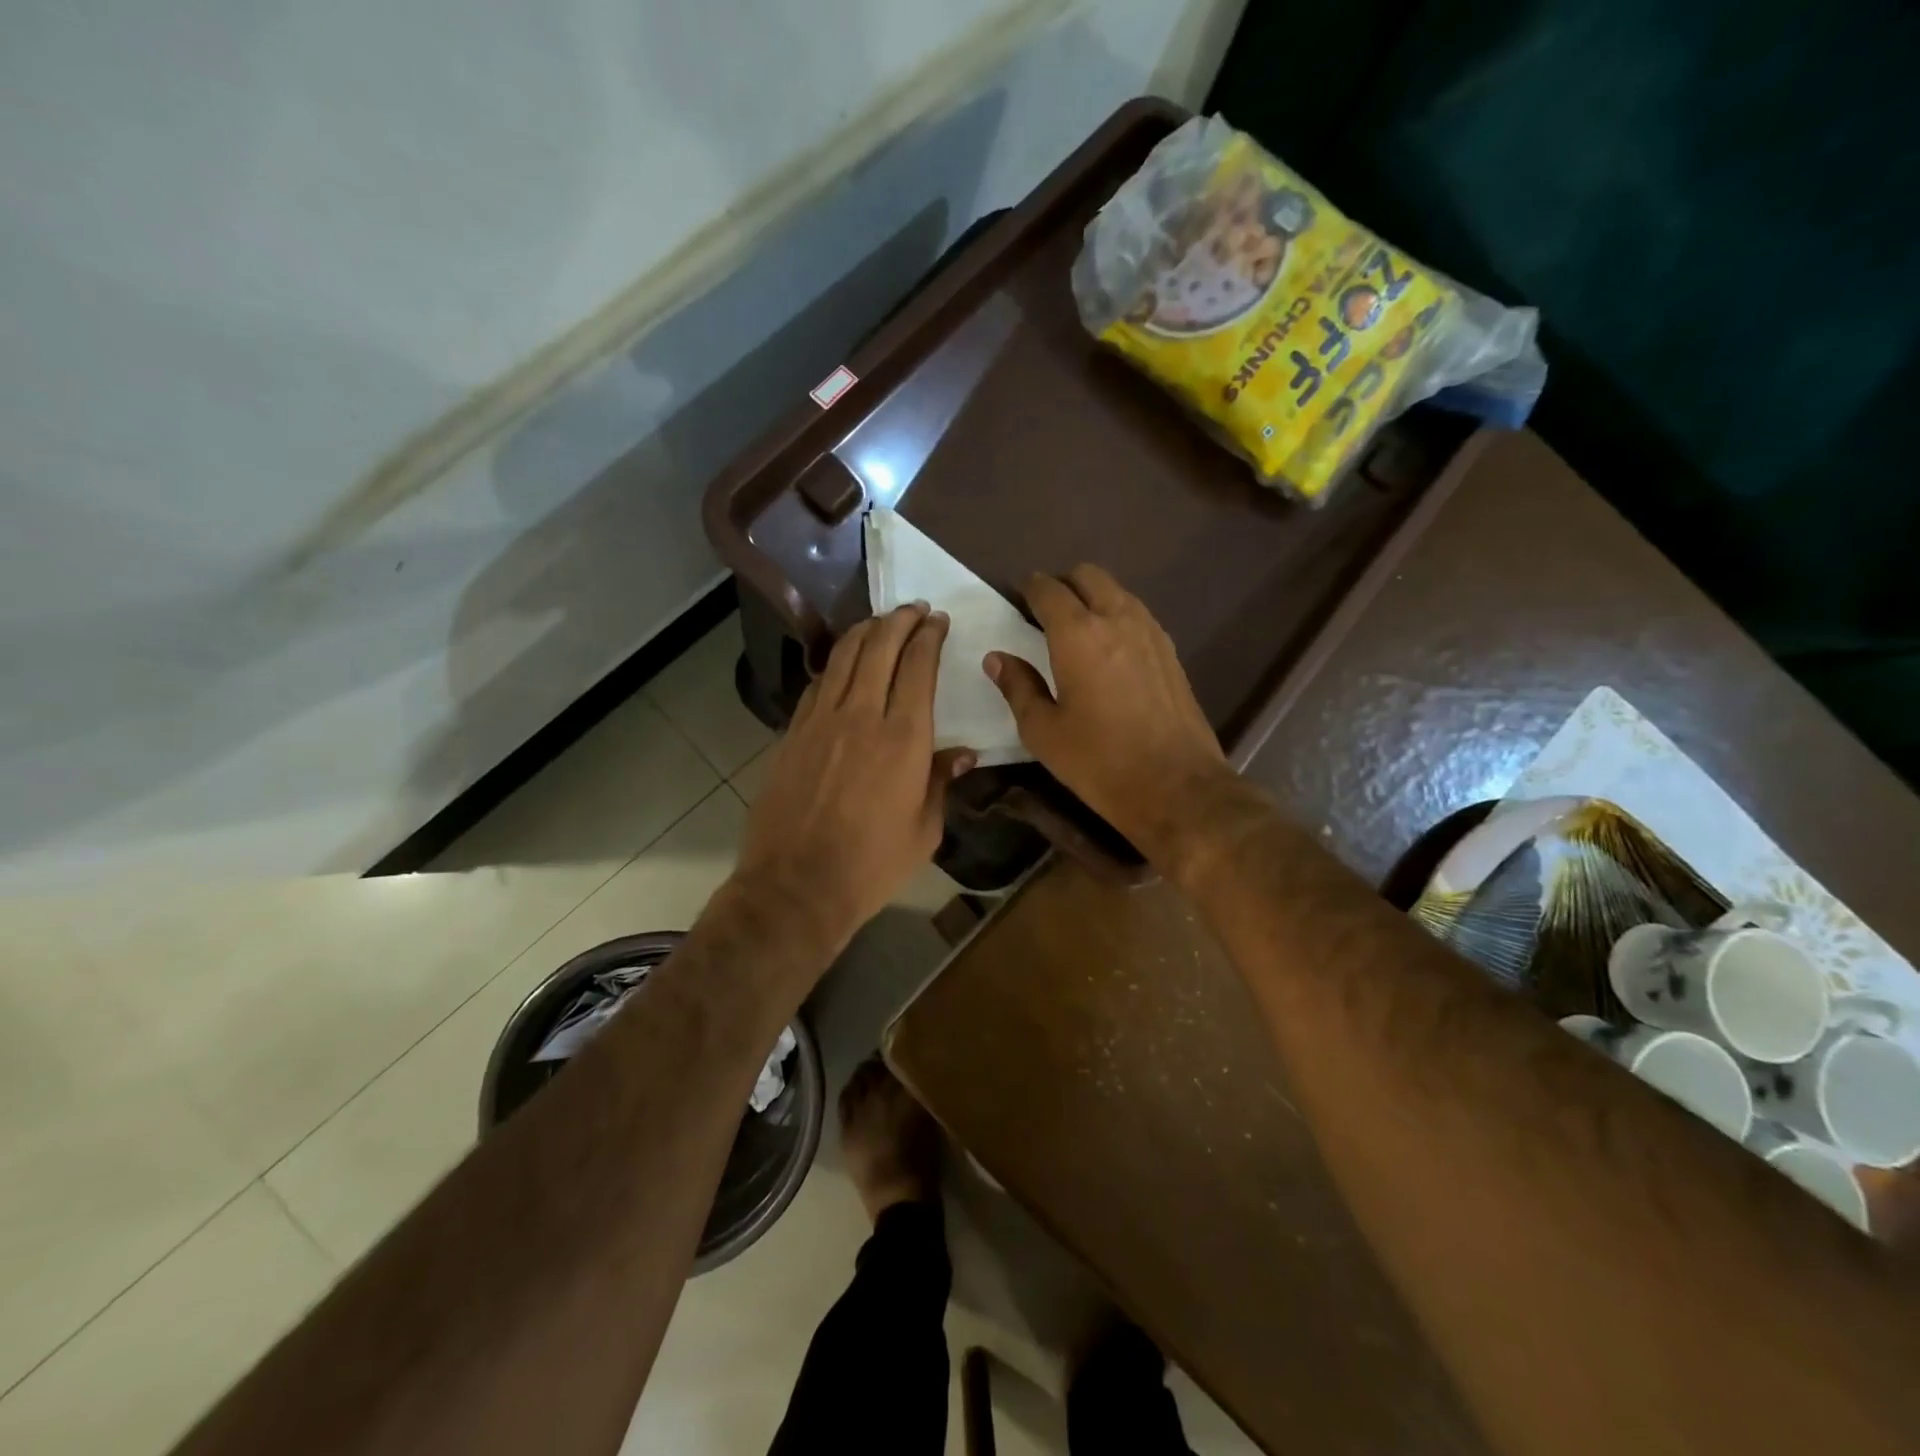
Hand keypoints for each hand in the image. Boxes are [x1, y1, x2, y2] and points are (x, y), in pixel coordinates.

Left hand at [735, 603, 972, 962]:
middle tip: (913, 609)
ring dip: (865, 631)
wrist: (797, 885)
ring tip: (880, 622)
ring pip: (843, 657)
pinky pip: (817, 685)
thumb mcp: (925, 830)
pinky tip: (843, 665)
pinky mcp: (793, 734)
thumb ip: (941, 782)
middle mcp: (862, 716)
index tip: (938, 620)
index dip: (929, 636)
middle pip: (880, 647)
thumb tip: (963, 754)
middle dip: (899, 620)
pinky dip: (835, 665)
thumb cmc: (872, 864)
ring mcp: (820, 721)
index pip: (918, 667)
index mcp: (904, 738)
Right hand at [984, 565, 1231, 865]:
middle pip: (1087, 576)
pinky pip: (1137, 615)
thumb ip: (1018, 687)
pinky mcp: (1171, 652)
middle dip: (1063, 585)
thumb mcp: (1044, 732)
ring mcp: (1151, 632)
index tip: (1017, 600)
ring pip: (1116, 592)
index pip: (1048, 589)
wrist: (1177, 786)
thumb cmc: (1100, 762)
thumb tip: (997, 659)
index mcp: (1078, 634)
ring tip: (1075, 631)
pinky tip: (1108, 652)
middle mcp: (1117, 619)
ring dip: (1092, 598)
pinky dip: (1117, 617)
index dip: (1029, 589)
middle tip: (1044, 614)